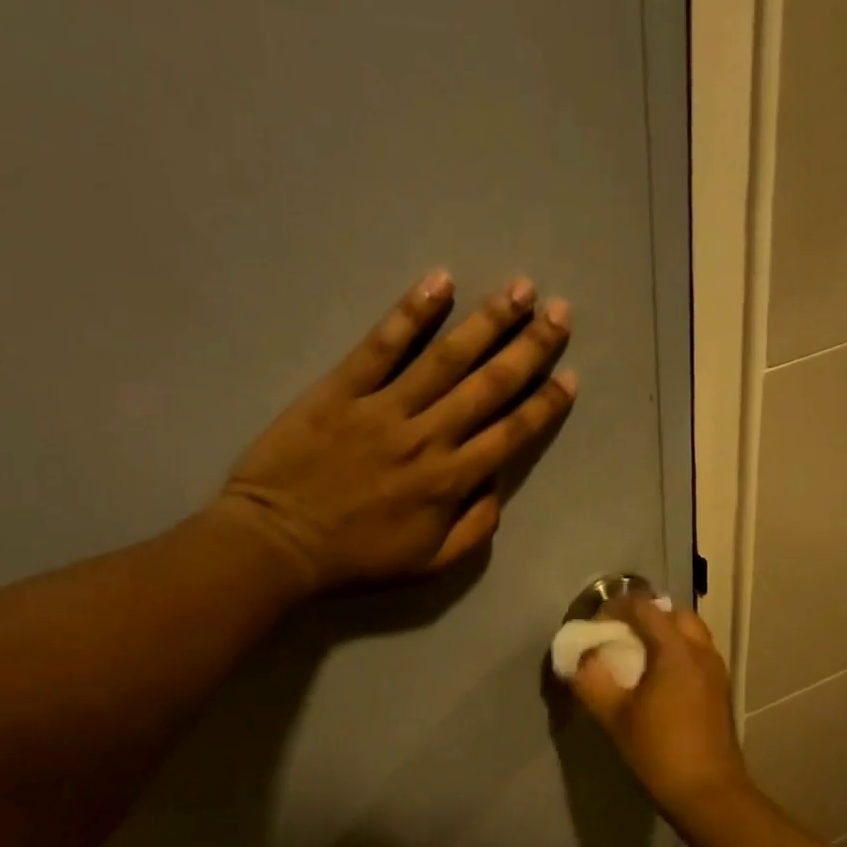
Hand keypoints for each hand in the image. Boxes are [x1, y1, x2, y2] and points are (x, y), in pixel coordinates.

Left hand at [214, 271, 576, 592]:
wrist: (278, 544)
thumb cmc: (356, 557)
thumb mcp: (430, 564)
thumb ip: (475, 528)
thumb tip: (498, 486)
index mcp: (451, 480)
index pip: (511, 433)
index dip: (544, 404)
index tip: (569, 376)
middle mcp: (428, 436)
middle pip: (489, 385)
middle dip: (529, 347)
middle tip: (559, 312)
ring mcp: (384, 408)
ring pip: (446, 358)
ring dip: (487, 321)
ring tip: (519, 289)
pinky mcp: (342, 389)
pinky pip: (382, 345)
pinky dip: (411, 313)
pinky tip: (439, 282)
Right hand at [566, 596, 752, 820]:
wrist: (709, 792)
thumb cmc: (659, 751)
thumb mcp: (614, 716)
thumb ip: (592, 680)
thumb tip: (578, 659)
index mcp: (675, 650)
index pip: (644, 608)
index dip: (616, 608)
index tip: (596, 625)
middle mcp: (700, 650)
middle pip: (673, 614)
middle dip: (644, 616)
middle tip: (619, 636)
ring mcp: (715, 669)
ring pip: (689, 633)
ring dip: (663, 633)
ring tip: (637, 656)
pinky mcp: (720, 689)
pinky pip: (697, 653)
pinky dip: (677, 651)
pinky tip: (658, 679)